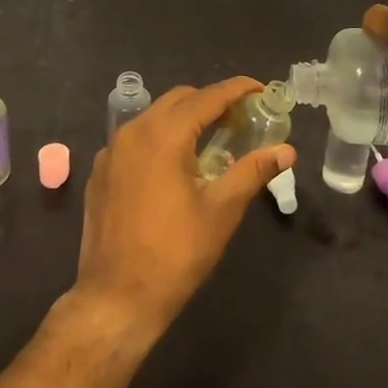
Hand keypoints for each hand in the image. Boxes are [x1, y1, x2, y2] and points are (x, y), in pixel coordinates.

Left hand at [70, 76, 293, 340]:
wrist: (115, 298)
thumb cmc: (175, 254)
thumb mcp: (221, 211)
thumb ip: (253, 171)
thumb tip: (286, 150)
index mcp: (163, 135)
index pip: (207, 97)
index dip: (236, 90)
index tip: (261, 89)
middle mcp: (133, 132)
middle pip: (178, 100)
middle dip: (211, 101)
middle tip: (240, 118)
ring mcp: (111, 151)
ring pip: (154, 117)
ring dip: (184, 119)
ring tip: (212, 139)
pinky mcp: (101, 172)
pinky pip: (135, 140)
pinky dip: (160, 139)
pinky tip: (175, 166)